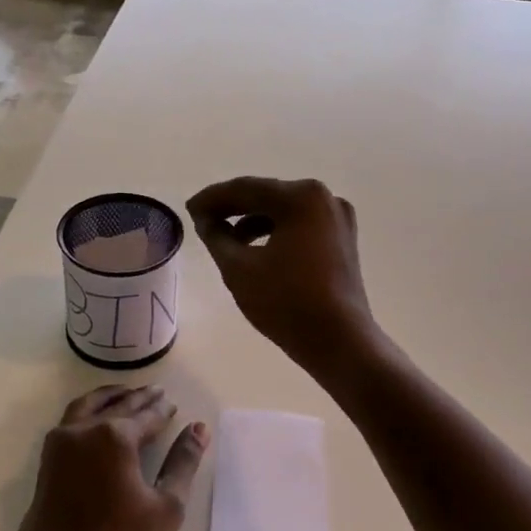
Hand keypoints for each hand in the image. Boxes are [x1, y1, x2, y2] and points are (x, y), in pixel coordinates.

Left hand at [7, 385, 208, 530]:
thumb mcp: (166, 507)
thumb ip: (183, 462)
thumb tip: (198, 429)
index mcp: (116, 437)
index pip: (147, 415)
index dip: (162, 410)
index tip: (173, 404)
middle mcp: (85, 430)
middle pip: (118, 405)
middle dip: (139, 398)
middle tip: (156, 391)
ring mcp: (61, 442)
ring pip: (87, 405)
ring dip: (110, 397)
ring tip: (126, 394)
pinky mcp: (47, 459)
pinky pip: (71, 419)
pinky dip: (89, 410)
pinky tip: (98, 417)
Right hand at [186, 177, 374, 375]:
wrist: (339, 341)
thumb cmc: (286, 302)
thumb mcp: (239, 268)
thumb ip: (216, 236)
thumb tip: (206, 219)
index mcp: (301, 197)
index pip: (246, 189)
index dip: (213, 198)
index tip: (189, 209)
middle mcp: (324, 198)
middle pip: (267, 196)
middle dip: (233, 208)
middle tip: (201, 219)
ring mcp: (338, 219)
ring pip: (284, 211)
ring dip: (252, 221)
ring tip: (224, 238)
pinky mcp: (341, 240)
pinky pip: (300, 226)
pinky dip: (275, 232)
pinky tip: (254, 249)